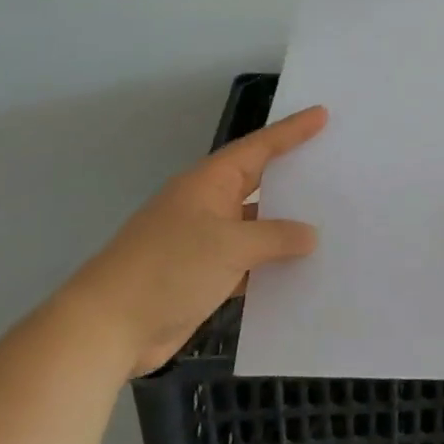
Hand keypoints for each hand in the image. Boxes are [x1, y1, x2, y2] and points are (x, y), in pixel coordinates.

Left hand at [58, 106, 327, 377]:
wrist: (108, 329)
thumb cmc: (168, 268)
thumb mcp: (229, 246)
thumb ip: (275, 237)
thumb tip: (309, 235)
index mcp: (209, 184)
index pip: (259, 148)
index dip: (291, 131)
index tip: (322, 115)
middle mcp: (208, 206)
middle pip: (259, 183)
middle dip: (293, 176)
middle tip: (334, 164)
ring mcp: (205, 243)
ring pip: (256, 226)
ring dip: (286, 227)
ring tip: (330, 220)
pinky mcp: (204, 277)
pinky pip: (249, 262)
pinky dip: (272, 265)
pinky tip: (301, 270)